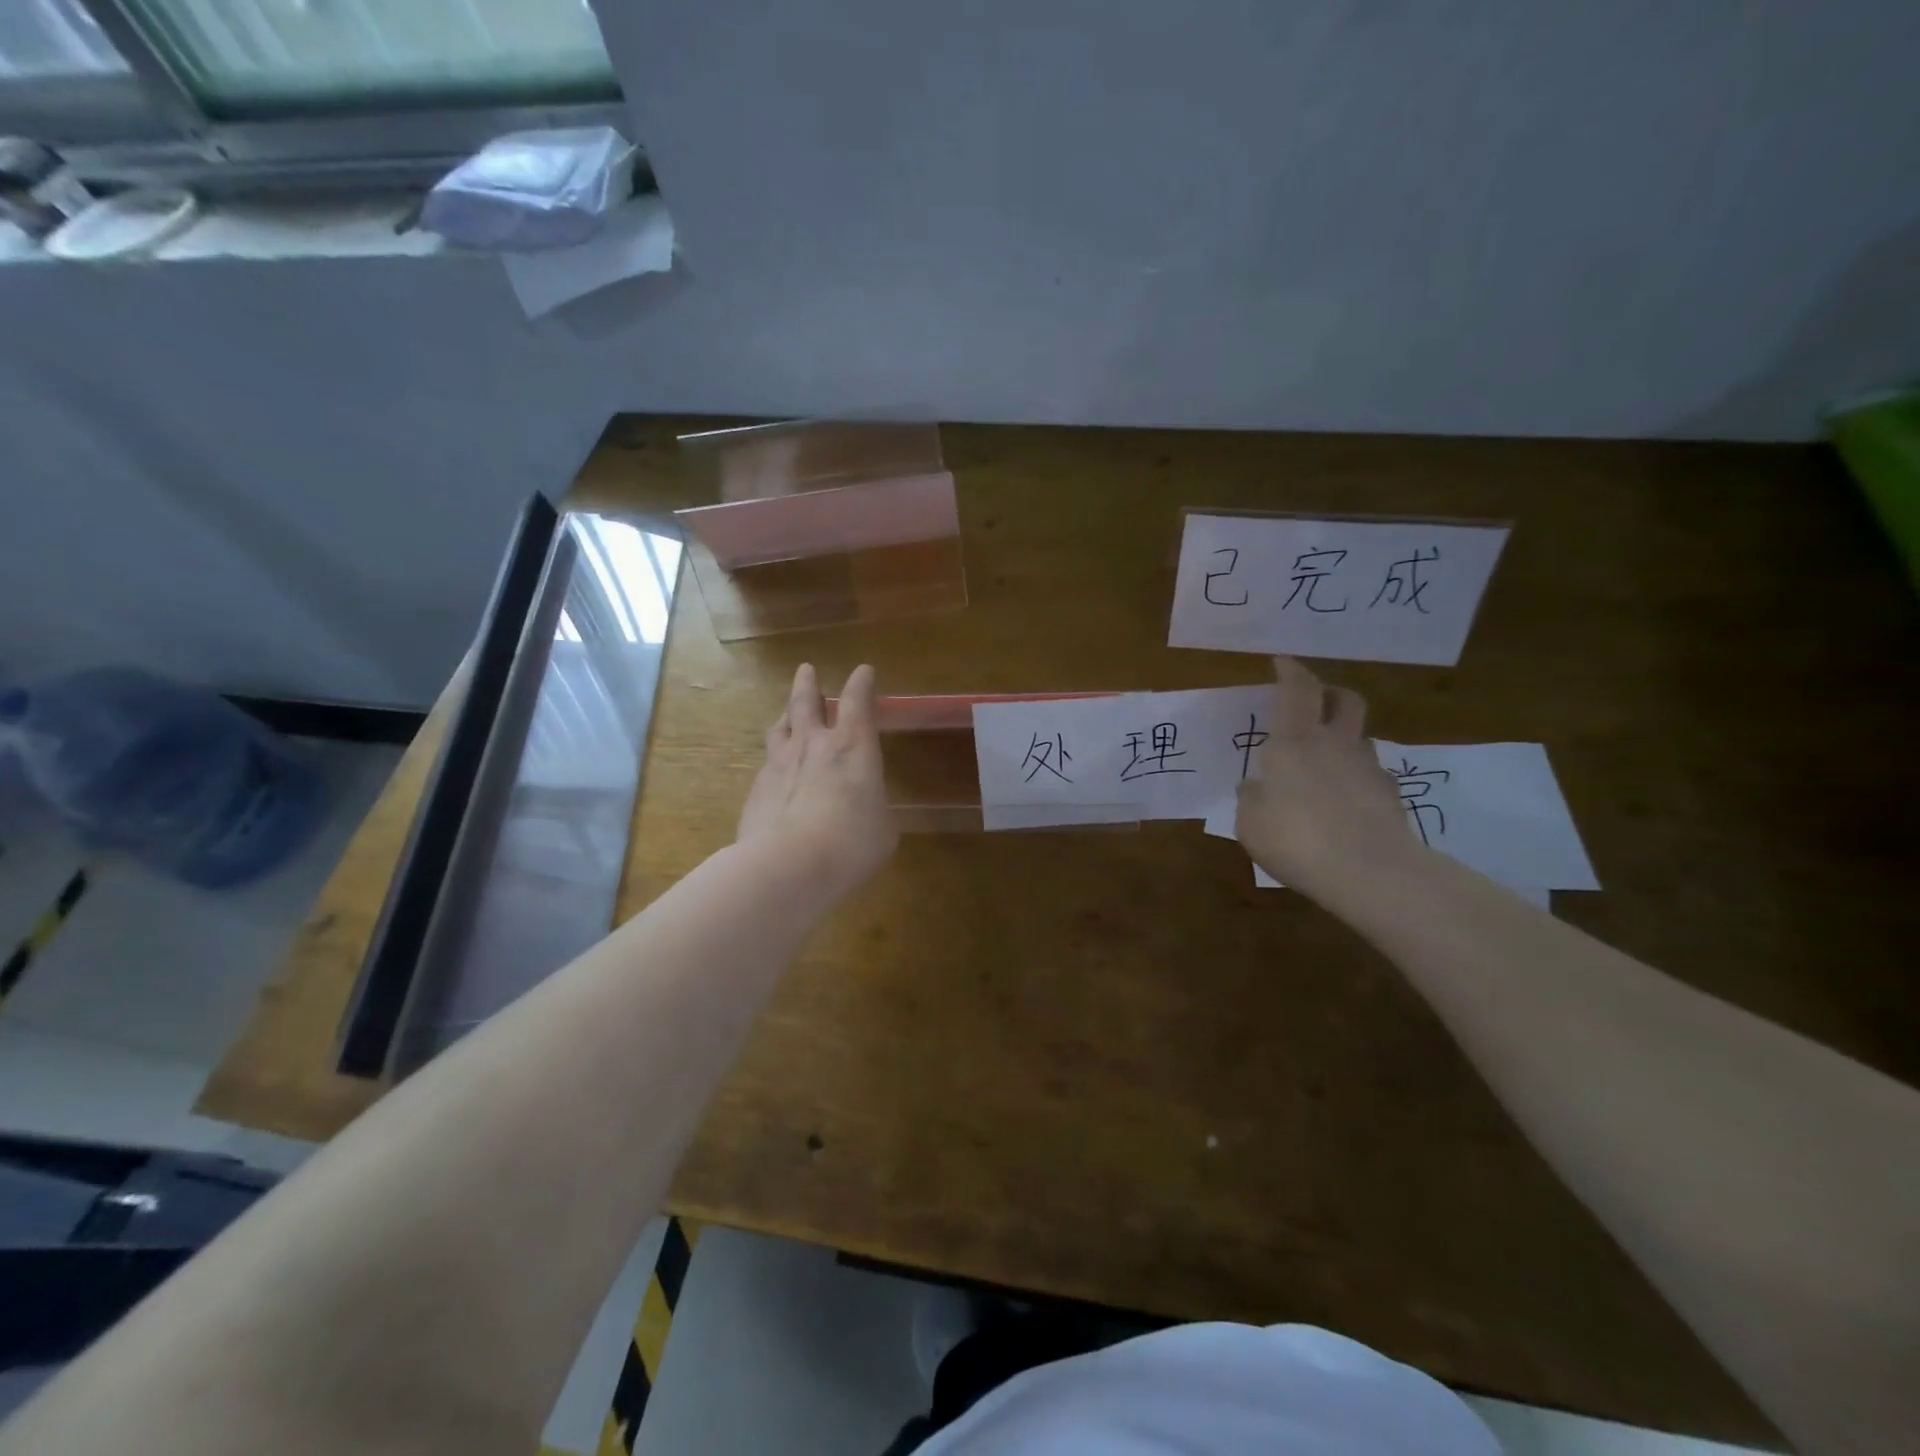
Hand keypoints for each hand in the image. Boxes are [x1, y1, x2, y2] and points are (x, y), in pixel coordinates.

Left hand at [737, 663, 898, 896]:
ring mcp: (779, 763)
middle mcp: (813, 744)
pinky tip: (775, 772)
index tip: (864, 671)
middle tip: (806, 670)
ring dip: (786, 716)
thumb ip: (873, 809)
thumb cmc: (851, 844)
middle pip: (806, 701)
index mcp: (853, 746)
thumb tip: (865, 810)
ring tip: (787, 714)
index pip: (858, 701)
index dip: (862, 683)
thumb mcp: (882, 829)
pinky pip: (767, 764)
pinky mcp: (756, 789)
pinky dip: (774, 760)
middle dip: (808, 684)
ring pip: (780, 727)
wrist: (787, 866)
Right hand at [1235, 657, 1417, 896]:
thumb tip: (1255, 785)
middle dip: (1329, 693)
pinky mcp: (1389, 794)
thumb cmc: (1296, 840)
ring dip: (1342, 736)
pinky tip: (1343, 799)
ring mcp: (1367, 767)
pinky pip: (1369, 772)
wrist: (1371, 872)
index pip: (1297, 690)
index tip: (1282, 661)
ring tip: (1324, 759)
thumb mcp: (1250, 823)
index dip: (1290, 671)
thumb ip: (1251, 798)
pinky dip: (1354, 775)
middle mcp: (1334, 743)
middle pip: (1343, 699)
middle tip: (1315, 700)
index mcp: (1294, 742)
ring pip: (1358, 736)